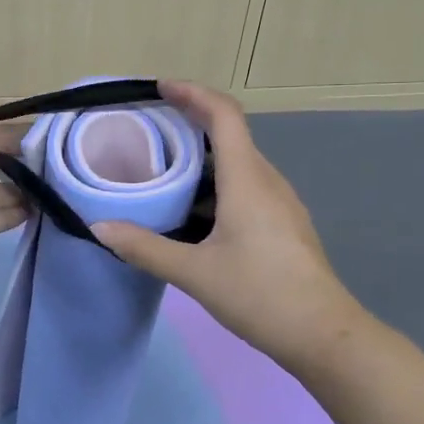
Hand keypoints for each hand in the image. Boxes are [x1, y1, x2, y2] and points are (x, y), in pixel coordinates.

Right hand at [92, 81, 376, 376]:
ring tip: (163, 172)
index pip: (224, 115)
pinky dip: (216, 184)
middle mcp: (267, 180)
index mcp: (247, 179)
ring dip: (202, 159)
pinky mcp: (284, 223)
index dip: (193, 93)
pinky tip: (194, 214)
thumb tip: (99, 229)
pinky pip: (247, 187)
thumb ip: (145, 248)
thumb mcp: (194, 273)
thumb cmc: (260, 294)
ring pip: (238, 164)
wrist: (324, 335)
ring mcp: (281, 202)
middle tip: (150, 132)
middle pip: (230, 135)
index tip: (160, 88)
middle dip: (191, 124)